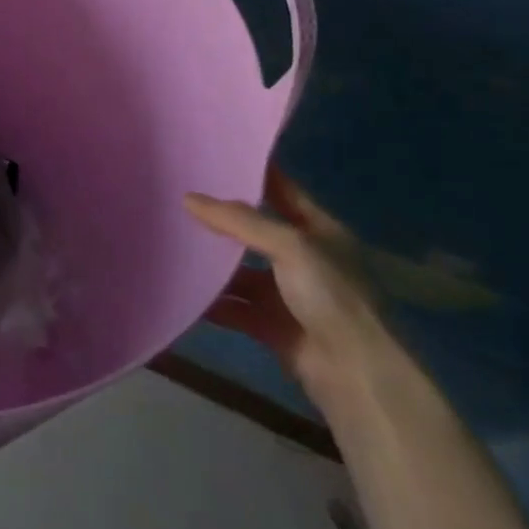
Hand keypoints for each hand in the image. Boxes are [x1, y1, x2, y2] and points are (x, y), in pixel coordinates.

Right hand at [185, 166, 388, 406]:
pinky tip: (182, 291)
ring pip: (242, 271)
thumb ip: (239, 221)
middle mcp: (304, 258)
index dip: (252, 172)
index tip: (213, 154)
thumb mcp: (289, 246)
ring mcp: (288, 294)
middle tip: (177, 197)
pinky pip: (236, 308)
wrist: (357, 375)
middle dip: (221, 219)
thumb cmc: (332, 296)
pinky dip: (213, 302)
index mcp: (319, 230)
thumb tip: (189, 198)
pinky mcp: (273, 326)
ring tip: (171, 242)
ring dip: (213, 264)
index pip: (282, 190)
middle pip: (255, 231)